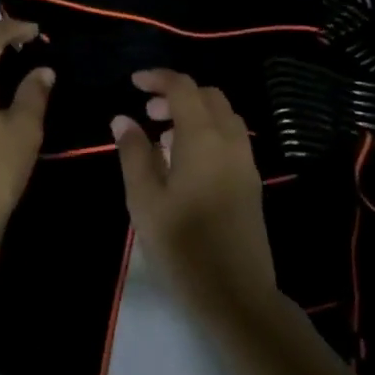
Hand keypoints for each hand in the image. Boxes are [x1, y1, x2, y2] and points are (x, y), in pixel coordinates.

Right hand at [113, 70, 274, 313]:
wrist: (236, 296)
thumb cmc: (182, 246)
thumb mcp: (145, 200)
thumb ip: (133, 153)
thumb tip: (123, 119)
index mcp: (204, 139)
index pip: (183, 88)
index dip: (158, 78)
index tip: (133, 84)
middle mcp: (230, 141)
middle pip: (208, 96)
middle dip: (177, 94)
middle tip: (147, 114)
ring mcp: (245, 162)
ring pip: (223, 116)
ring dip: (194, 113)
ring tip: (163, 137)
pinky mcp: (251, 183)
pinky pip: (230, 138)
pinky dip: (207, 132)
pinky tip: (184, 162)